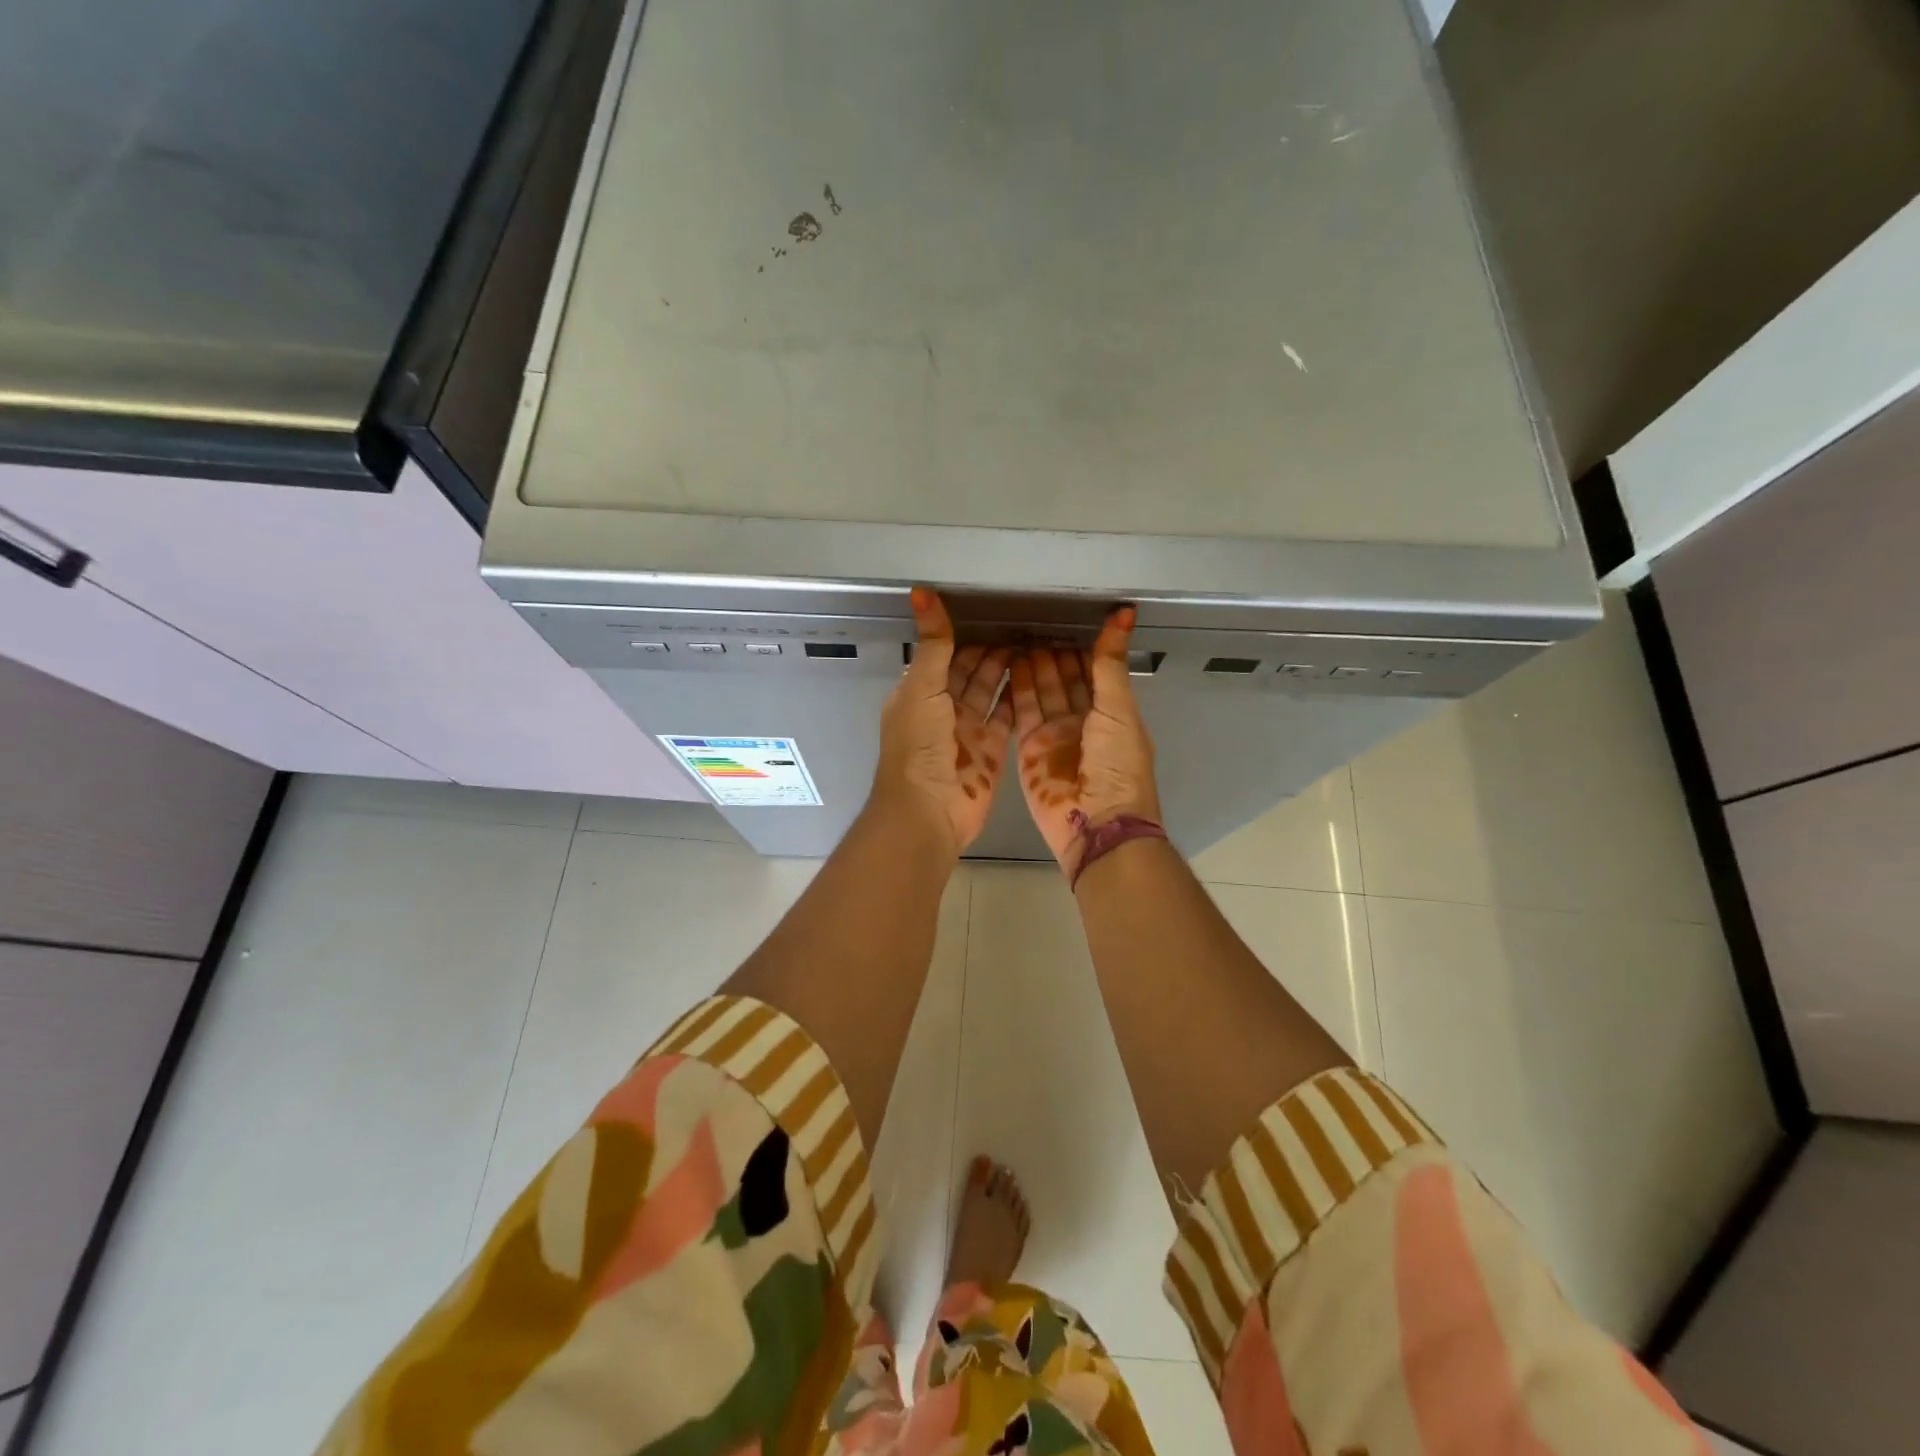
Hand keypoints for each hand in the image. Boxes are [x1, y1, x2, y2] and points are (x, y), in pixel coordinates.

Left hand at [871, 587, 1013, 852]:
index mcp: (917, 694)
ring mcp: (967, 732)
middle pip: (969, 672)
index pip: (943, 656)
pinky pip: (1006, 718)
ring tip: (1036, 643)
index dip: (964, 635)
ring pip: (989, 692)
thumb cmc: (919, 747)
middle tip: (1024, 624)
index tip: (994, 612)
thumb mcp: (922, 688)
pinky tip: (1038, 676)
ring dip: (1007, 670)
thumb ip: (933, 644)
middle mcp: (941, 710)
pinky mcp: (991, 751)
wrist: (929, 812)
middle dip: (991, 650)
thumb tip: (921, 593)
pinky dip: (1018, 698)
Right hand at [1009, 606, 1161, 877]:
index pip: (1093, 673)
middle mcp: (1083, 722)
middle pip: (1065, 681)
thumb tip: (1124, 614)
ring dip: (1032, 668)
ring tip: (1017, 637)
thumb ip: (1110, 664)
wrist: (1096, 824)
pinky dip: (1015, 689)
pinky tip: (1007, 664)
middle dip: (1052, 655)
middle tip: (1032, 623)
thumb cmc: (1117, 766)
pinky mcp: (1029, 749)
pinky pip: (1021, 713)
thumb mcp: (1118, 709)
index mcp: (1112, 714)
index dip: (1079, 649)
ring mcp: (1055, 736)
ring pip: (1041, 693)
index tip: (1062, 619)